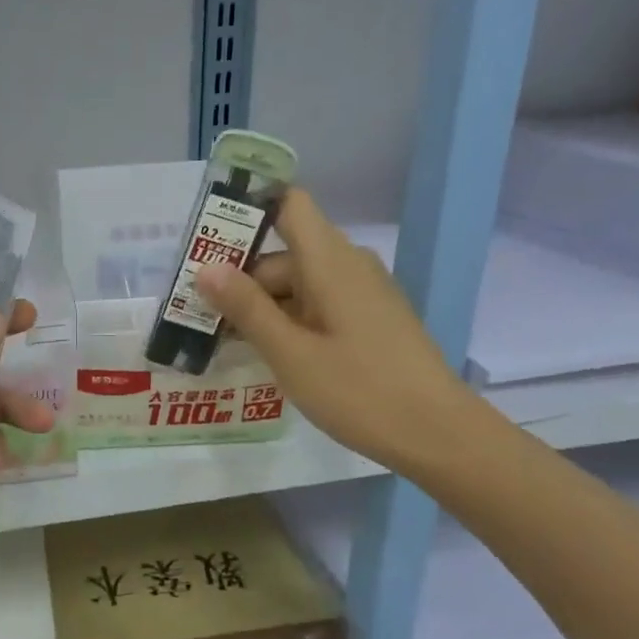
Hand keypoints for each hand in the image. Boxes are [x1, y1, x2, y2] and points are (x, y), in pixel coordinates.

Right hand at [194, 189, 472, 470]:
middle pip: (284, 254)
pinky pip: (319, 304)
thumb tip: (205, 267)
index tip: (208, 241)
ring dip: (262, 306)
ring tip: (223, 342)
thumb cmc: (359, 391)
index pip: (288, 204)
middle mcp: (348, 265)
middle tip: (200, 317)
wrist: (438, 433)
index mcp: (330, 261)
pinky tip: (268, 354)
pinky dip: (289, 320)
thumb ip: (247, 308)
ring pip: (299, 283)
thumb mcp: (290, 354)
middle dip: (241, 280)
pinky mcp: (369, 318)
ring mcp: (362, 293)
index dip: (249, 210)